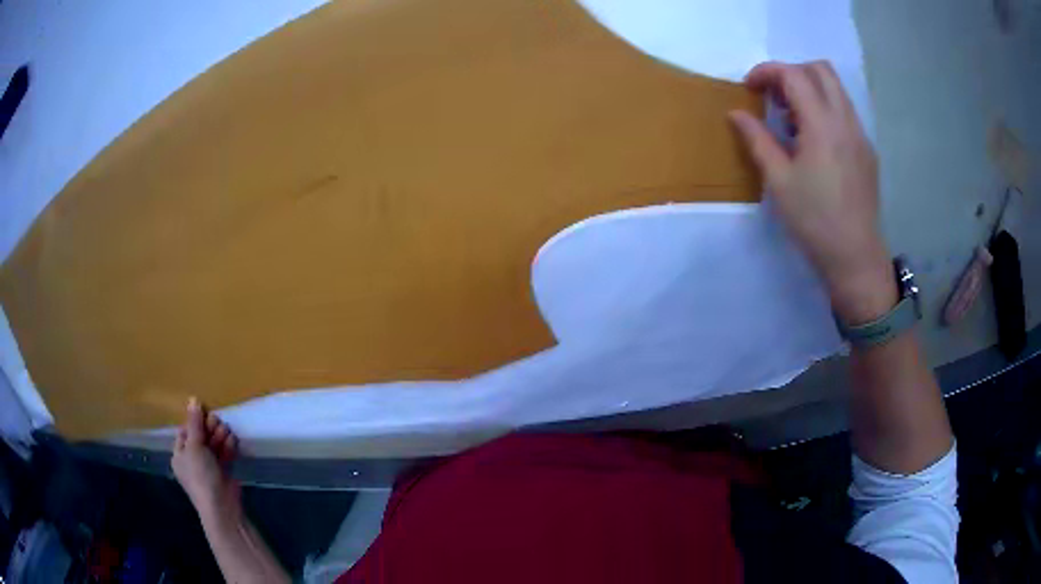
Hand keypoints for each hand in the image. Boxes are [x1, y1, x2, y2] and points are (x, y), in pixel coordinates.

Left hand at [171, 398, 240, 517]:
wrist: (221, 506)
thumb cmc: (200, 475)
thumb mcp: (194, 446)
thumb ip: (195, 423)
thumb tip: (192, 399)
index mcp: (179, 455)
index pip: (185, 431)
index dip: (194, 422)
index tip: (204, 414)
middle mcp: (192, 460)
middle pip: (201, 436)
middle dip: (210, 428)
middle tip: (217, 423)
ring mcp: (208, 467)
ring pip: (213, 444)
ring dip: (220, 437)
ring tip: (226, 433)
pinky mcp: (223, 472)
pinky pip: (224, 454)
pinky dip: (228, 447)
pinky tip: (232, 442)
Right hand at [729, 61, 895, 323]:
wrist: (855, 257)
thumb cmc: (814, 221)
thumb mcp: (779, 181)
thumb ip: (757, 139)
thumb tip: (736, 112)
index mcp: (823, 125)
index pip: (794, 75)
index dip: (767, 72)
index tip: (749, 88)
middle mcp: (846, 121)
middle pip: (820, 70)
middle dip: (791, 72)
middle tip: (773, 96)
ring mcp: (860, 135)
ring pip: (836, 89)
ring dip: (809, 89)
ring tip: (791, 119)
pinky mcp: (867, 151)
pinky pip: (845, 112)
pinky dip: (825, 109)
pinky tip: (813, 140)